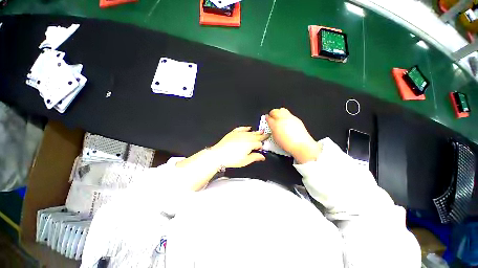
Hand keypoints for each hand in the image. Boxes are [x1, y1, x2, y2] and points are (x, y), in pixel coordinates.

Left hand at [211, 126, 268, 167]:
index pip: (259, 144)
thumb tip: (262, 157)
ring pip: (251, 132)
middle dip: (262, 136)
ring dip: (256, 132)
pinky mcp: (233, 133)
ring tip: (261, 131)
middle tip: (267, 134)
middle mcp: (246, 137)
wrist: (219, 154)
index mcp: (250, 144)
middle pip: (256, 136)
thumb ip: (255, 157)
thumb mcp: (245, 160)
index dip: (261, 146)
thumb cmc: (231, 158)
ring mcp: (239, 134)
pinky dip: (245, 128)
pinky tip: (248, 128)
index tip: (262, 147)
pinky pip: (241, 128)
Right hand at [266, 108, 320, 163]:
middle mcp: (282, 119)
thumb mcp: (275, 138)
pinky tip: (286, 121)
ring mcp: (289, 118)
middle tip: (272, 117)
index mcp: (275, 124)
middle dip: (272, 113)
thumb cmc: (288, 144)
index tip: (267, 119)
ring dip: (279, 112)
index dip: (267, 118)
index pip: (268, 118)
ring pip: (282, 110)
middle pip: (274, 111)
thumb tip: (272, 126)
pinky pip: (289, 114)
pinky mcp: (296, 119)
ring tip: (279, 117)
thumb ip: (272, 130)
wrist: (300, 145)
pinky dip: (286, 116)